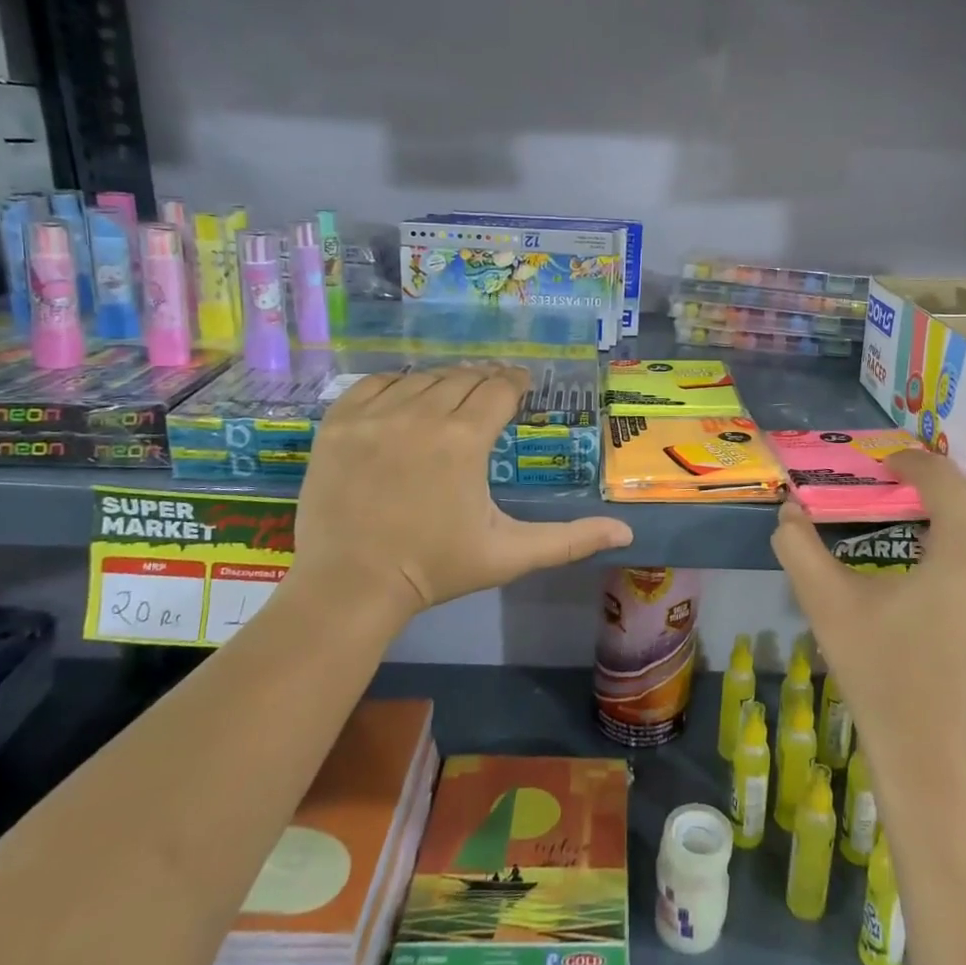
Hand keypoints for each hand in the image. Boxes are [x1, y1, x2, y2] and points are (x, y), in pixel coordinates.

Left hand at [292, 364, 632, 618]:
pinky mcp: (339, 423)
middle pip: (463, 377)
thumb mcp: (509, 554)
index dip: (516, 383)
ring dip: (443, 382)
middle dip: (483, 382)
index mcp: (464, 440)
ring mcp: (374, 416)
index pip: (499, 388)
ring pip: (421, 378)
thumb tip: (626, 532)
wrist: (351, 586)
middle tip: (491, 394)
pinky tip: (406, 399)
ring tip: (452, 397)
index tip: (521, 386)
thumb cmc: (436, 569)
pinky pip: (375, 383)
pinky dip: (397, 385)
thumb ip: (570, 540)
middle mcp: (420, 414)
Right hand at [770, 453, 965, 805]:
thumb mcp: (829, 607)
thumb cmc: (886, 678)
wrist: (943, 769)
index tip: (888, 467)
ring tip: (948, 538)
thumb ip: (800, 549)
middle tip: (959, 492)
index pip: (947, 480)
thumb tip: (788, 511)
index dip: (915, 462)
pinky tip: (955, 591)